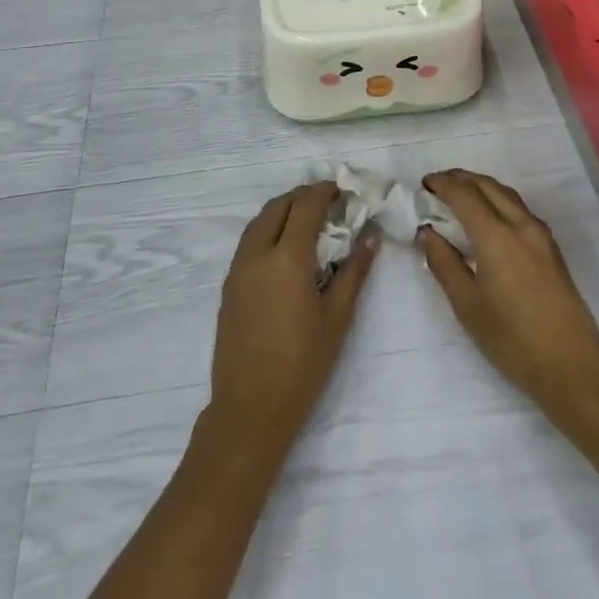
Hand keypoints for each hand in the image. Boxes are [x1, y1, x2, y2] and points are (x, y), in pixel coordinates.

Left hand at [208, 182, 377, 455]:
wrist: (250, 408)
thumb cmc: (302, 365)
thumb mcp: (337, 318)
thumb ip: (354, 271)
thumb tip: (370, 235)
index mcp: (287, 258)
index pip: (306, 207)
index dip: (324, 192)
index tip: (342, 189)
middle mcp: (257, 254)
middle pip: (278, 206)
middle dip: (302, 196)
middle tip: (327, 201)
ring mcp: (238, 269)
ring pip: (258, 221)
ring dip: (282, 209)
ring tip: (307, 218)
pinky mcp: (228, 285)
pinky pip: (249, 241)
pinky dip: (267, 228)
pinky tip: (284, 246)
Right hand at [419, 170, 598, 423]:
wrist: (570, 365)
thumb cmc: (511, 339)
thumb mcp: (467, 304)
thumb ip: (444, 263)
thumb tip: (427, 232)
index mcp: (497, 236)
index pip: (464, 194)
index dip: (442, 184)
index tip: (423, 184)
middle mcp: (521, 225)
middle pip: (488, 186)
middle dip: (460, 179)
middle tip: (437, 185)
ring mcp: (541, 234)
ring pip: (507, 194)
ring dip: (480, 187)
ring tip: (459, 195)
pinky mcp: (551, 247)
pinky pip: (519, 208)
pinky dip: (497, 200)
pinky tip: (487, 217)